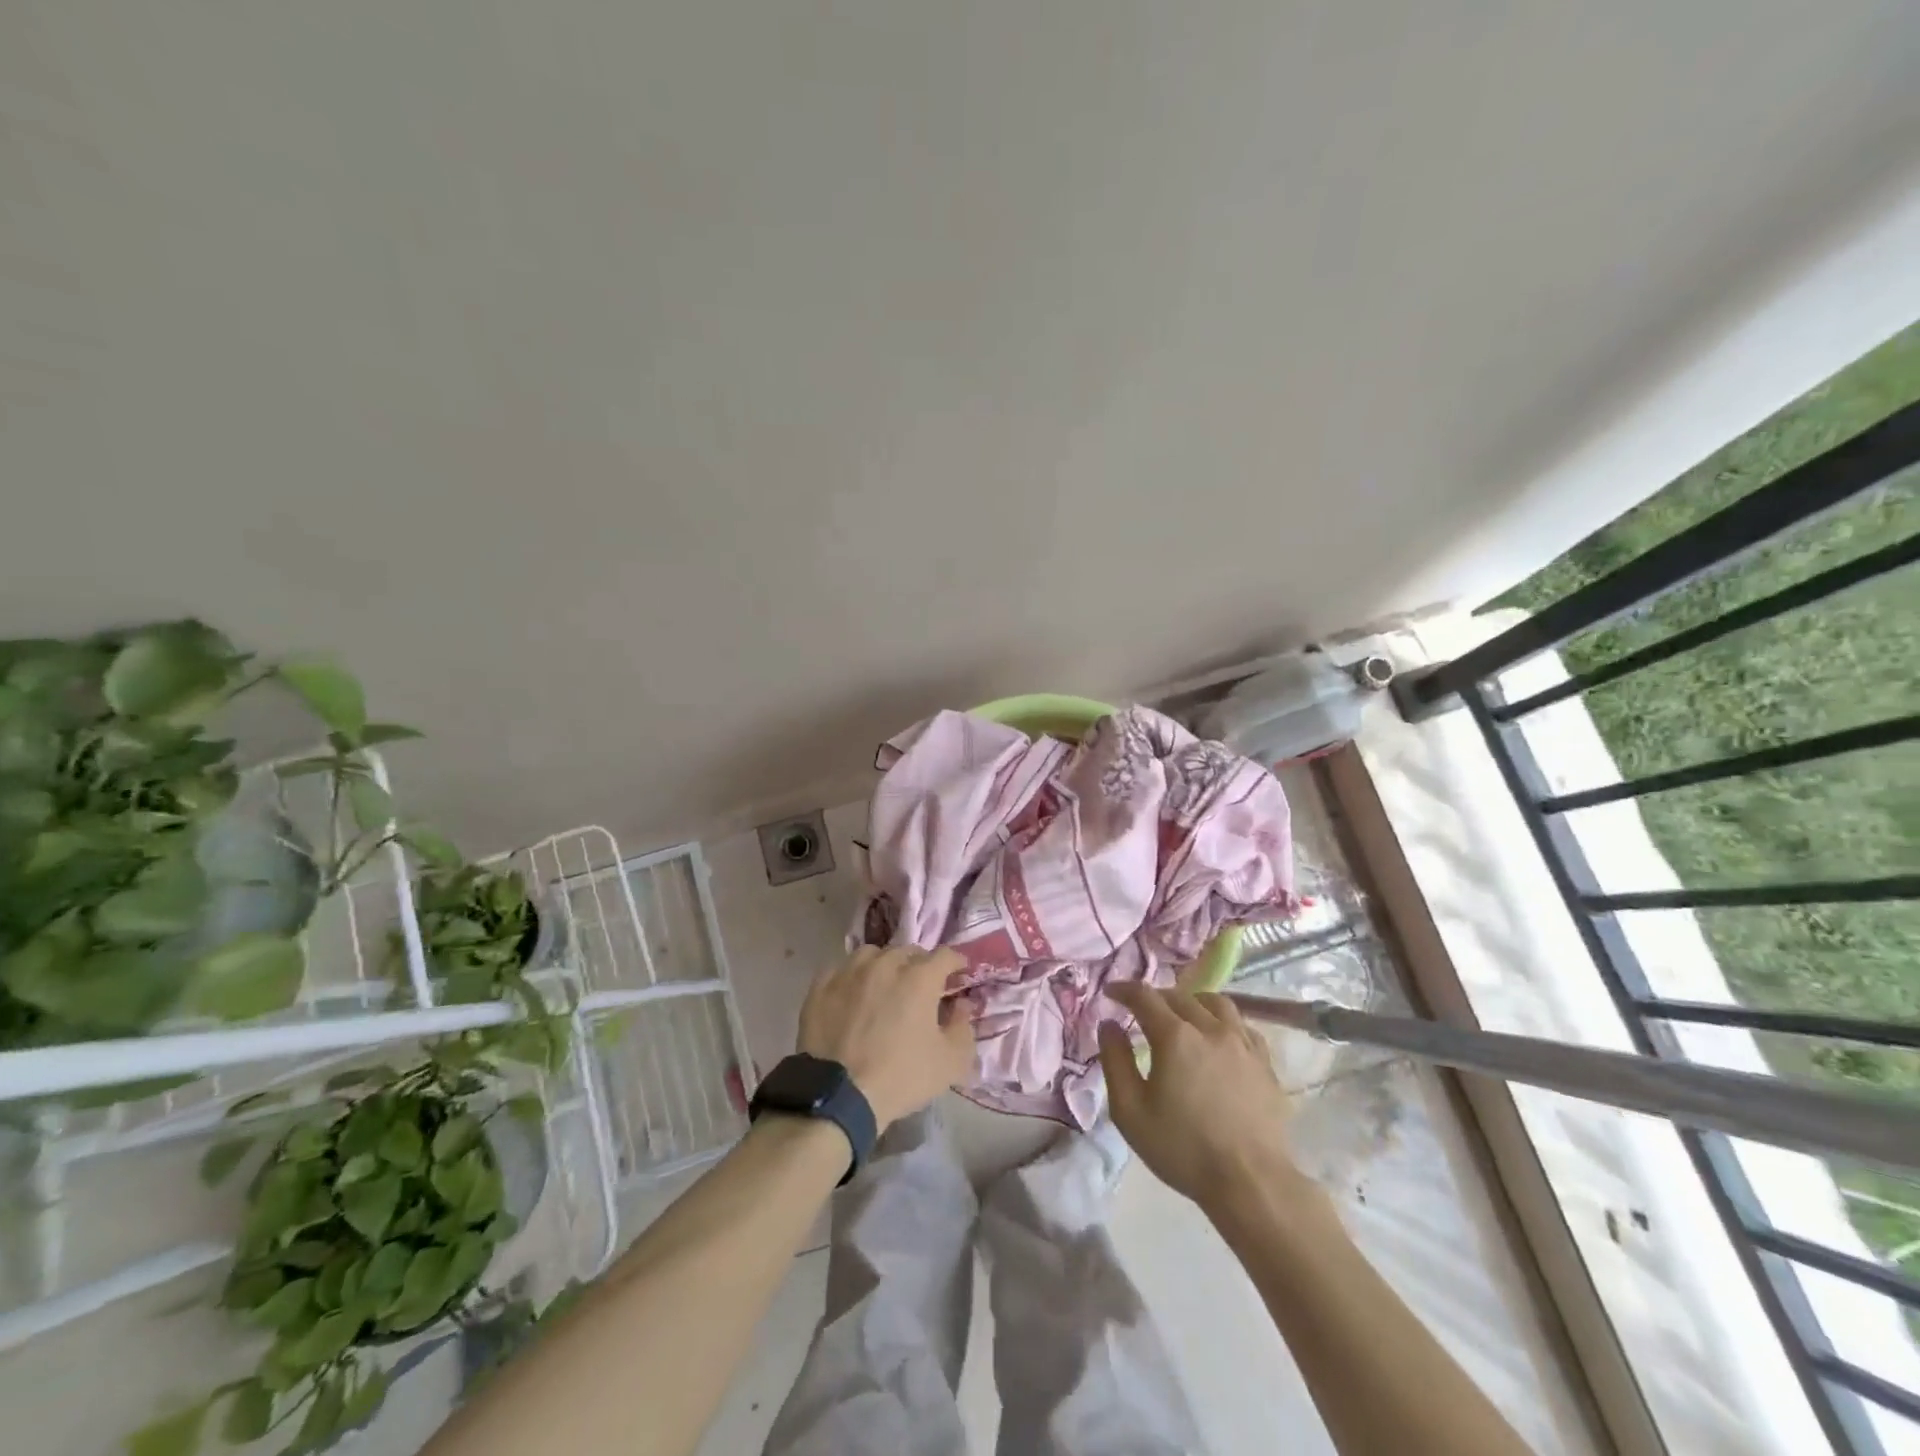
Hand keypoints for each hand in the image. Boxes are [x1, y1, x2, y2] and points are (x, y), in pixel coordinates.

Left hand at [797, 945, 975, 1129]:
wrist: (839, 1096)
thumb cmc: (901, 1077)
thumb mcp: (950, 1062)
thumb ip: (963, 1027)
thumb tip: (962, 1005)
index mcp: (920, 977)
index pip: (945, 955)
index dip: (955, 963)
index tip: (957, 974)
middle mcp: (885, 964)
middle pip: (908, 952)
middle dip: (919, 965)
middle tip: (920, 987)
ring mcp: (850, 972)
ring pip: (872, 955)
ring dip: (884, 965)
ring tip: (883, 985)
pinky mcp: (822, 986)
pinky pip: (842, 970)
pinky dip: (852, 978)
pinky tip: (852, 994)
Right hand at [1098, 983, 1303, 1213]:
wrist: (1251, 1183)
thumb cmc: (1183, 1149)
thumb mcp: (1130, 1111)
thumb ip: (1115, 1061)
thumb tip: (1108, 1025)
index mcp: (1175, 1036)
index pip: (1145, 997)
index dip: (1124, 990)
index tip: (1111, 993)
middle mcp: (1210, 1028)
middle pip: (1179, 996)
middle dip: (1156, 998)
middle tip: (1142, 1011)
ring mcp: (1242, 1043)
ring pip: (1216, 1003)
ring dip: (1192, 1002)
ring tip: (1183, 1016)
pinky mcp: (1265, 1063)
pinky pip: (1242, 1026)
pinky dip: (1224, 1022)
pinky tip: (1218, 1039)